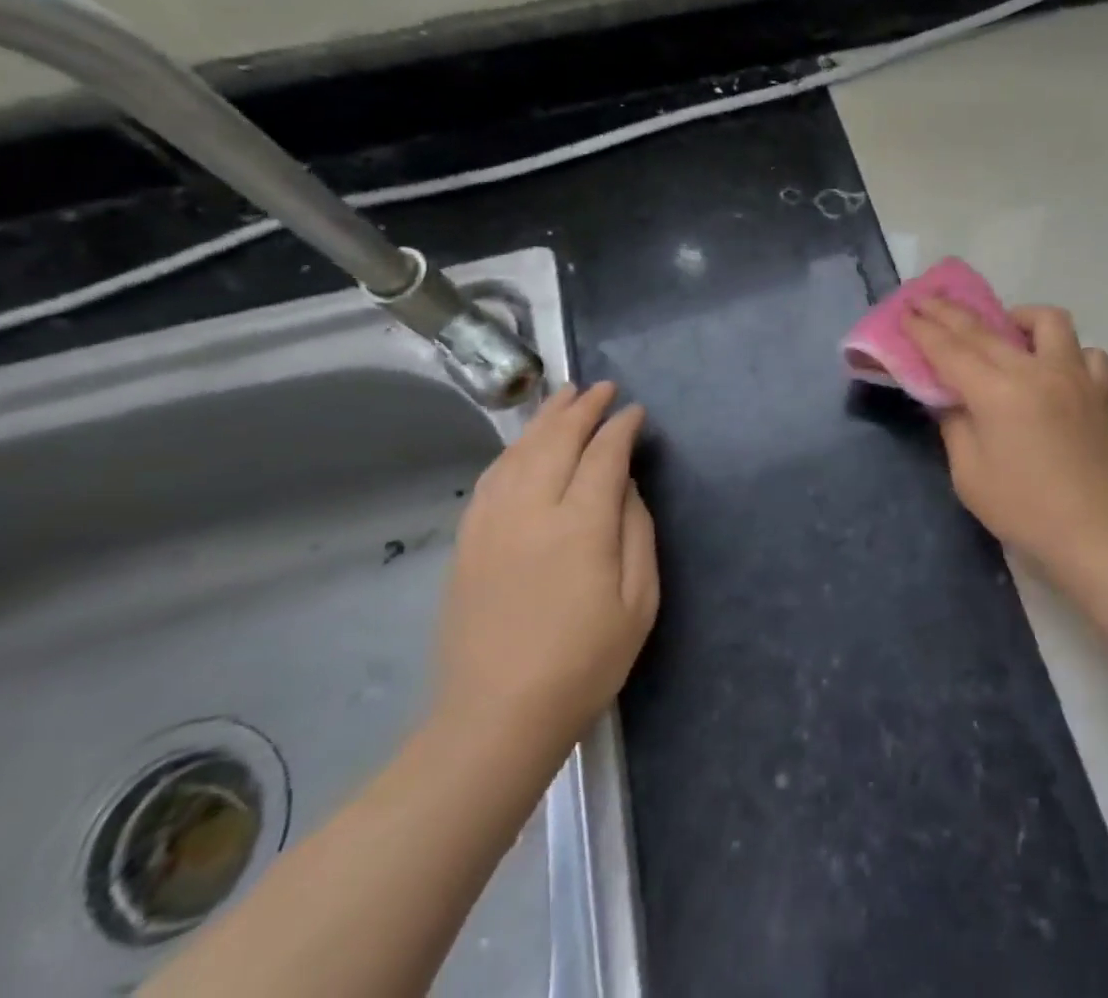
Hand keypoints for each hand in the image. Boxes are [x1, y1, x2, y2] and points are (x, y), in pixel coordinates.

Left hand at [431, 382, 658, 769]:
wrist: (496, 719)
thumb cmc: (584, 663)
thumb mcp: (639, 602)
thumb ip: (637, 532)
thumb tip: (625, 486)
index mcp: (581, 526)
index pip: (604, 455)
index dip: (621, 428)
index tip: (635, 411)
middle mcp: (532, 512)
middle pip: (557, 440)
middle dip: (582, 408)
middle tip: (601, 387)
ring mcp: (492, 525)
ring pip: (519, 452)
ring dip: (544, 420)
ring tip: (563, 397)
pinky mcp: (468, 543)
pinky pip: (491, 479)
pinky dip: (512, 451)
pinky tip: (523, 445)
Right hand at [905, 299, 1107, 575]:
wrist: (1097, 534)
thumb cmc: (1025, 509)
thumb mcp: (969, 474)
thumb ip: (955, 425)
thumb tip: (951, 397)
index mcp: (998, 392)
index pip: (950, 349)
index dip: (923, 330)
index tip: (905, 311)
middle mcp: (1037, 370)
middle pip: (985, 329)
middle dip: (950, 312)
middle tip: (927, 301)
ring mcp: (1075, 375)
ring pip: (1048, 321)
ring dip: (1019, 318)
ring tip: (1006, 332)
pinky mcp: (1101, 391)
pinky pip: (1087, 354)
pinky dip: (1068, 353)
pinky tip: (1056, 369)